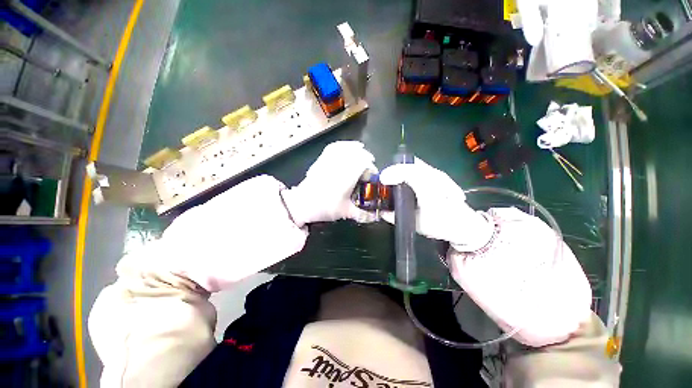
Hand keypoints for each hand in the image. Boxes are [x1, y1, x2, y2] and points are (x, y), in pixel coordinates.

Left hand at [281, 141, 377, 225]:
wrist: (302, 204)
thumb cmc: (325, 207)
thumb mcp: (345, 212)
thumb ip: (362, 215)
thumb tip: (374, 218)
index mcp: (347, 176)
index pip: (364, 163)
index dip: (371, 167)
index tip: (373, 174)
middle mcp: (339, 165)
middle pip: (356, 153)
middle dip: (366, 157)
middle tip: (368, 166)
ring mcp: (329, 161)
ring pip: (345, 148)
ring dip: (355, 149)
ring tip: (361, 151)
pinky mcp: (321, 160)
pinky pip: (333, 148)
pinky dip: (342, 145)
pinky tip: (345, 147)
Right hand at [379, 158, 493, 251]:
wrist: (464, 222)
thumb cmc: (442, 225)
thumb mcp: (417, 225)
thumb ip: (397, 218)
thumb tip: (382, 212)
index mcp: (431, 193)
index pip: (412, 174)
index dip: (395, 173)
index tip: (383, 178)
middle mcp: (437, 179)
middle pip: (413, 165)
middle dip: (395, 169)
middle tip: (384, 179)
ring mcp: (439, 174)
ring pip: (416, 164)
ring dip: (402, 168)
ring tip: (392, 177)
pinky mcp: (438, 174)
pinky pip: (419, 166)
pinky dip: (408, 168)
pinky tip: (403, 176)